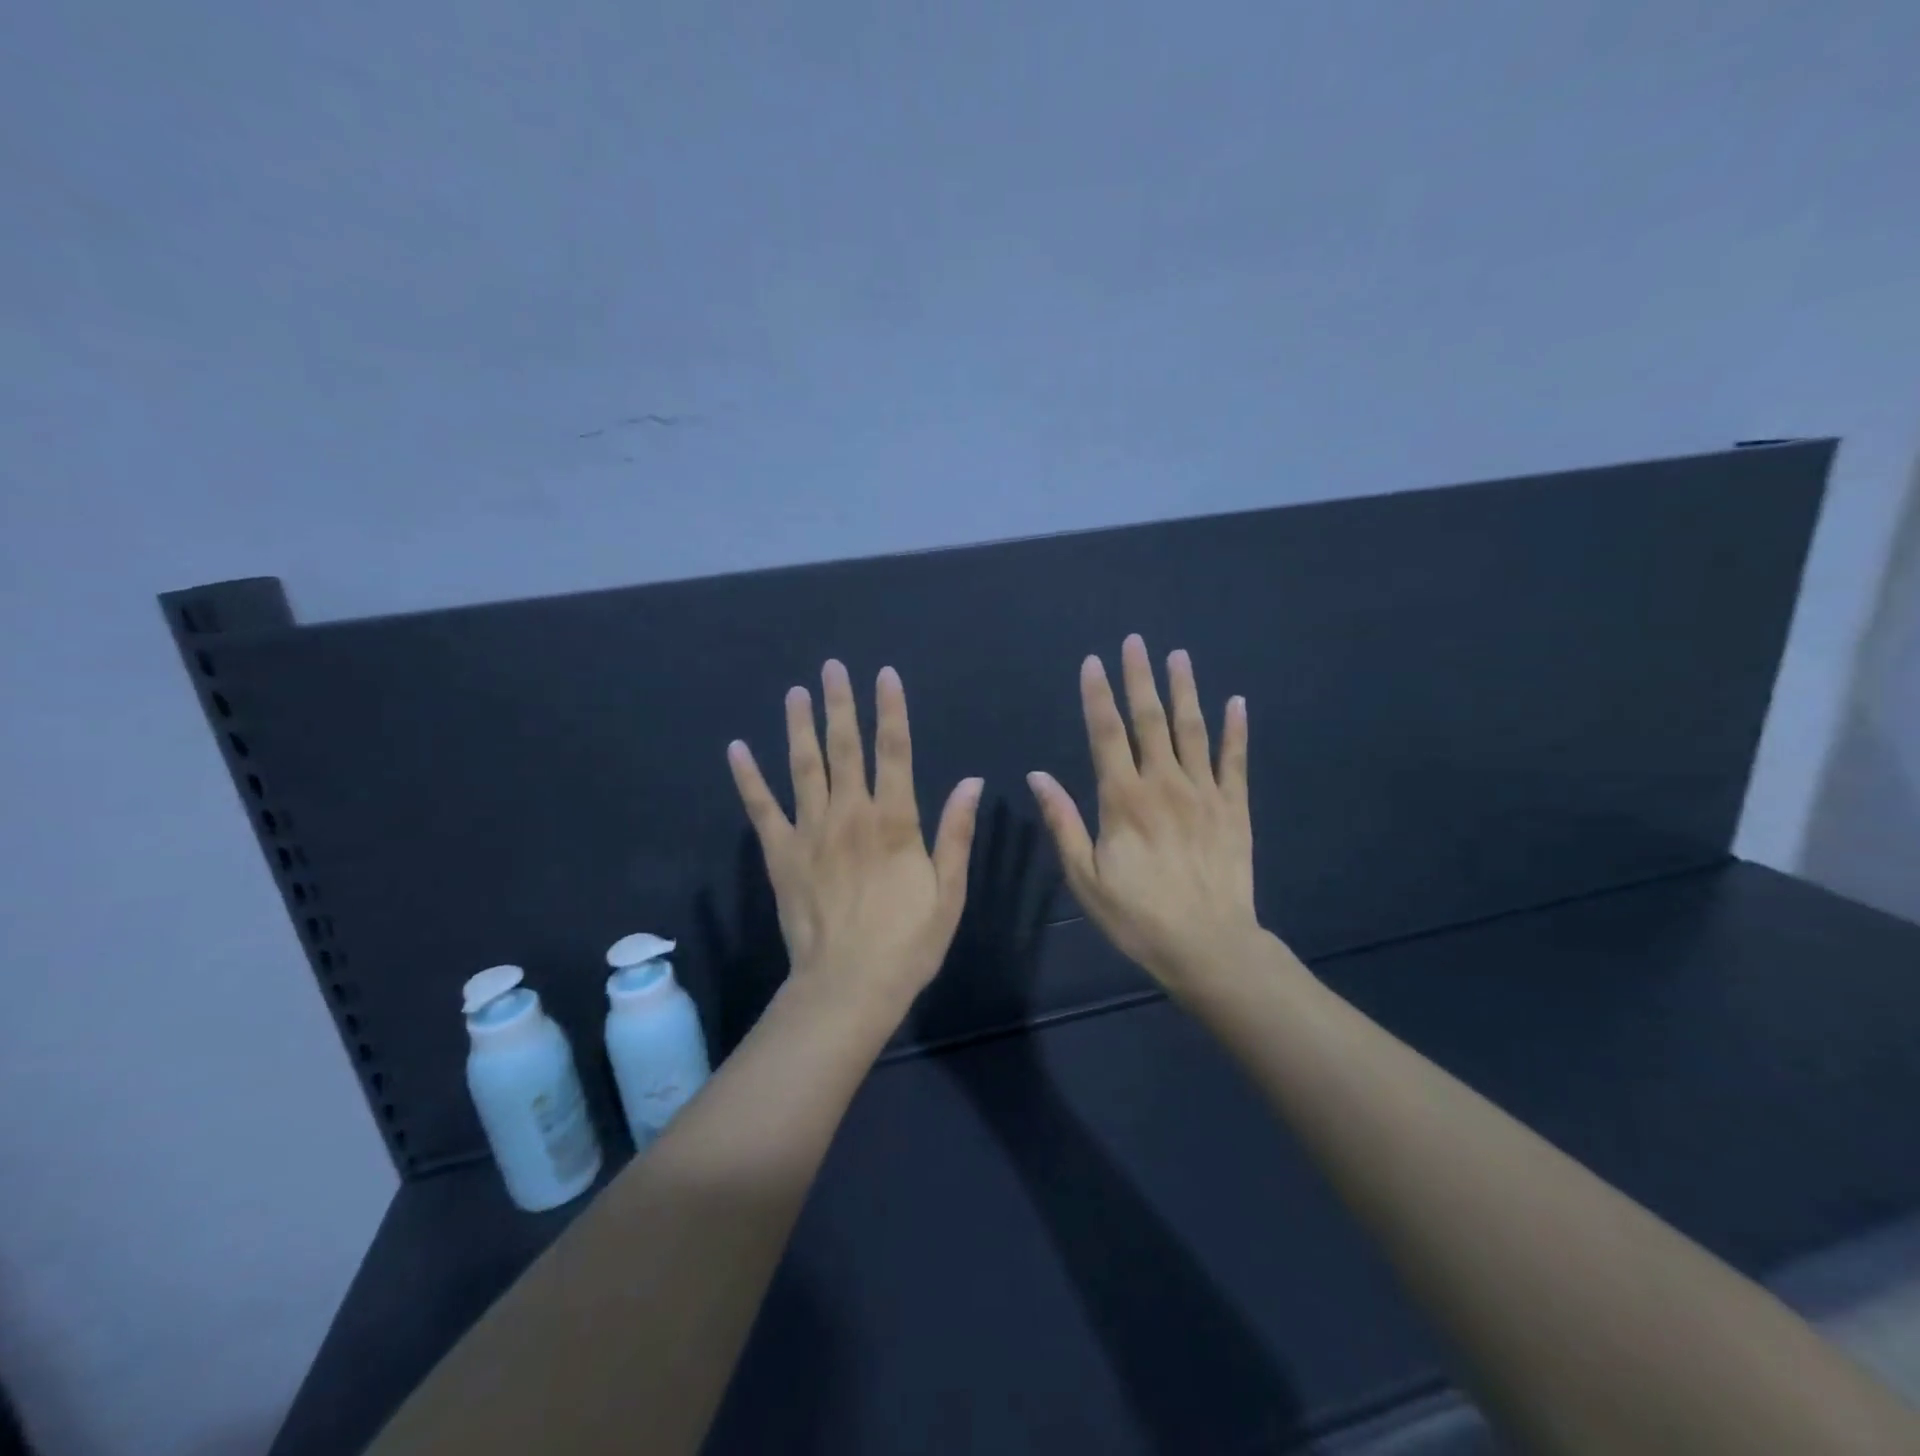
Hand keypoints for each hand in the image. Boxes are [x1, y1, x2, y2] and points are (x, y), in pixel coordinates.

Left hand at [728, 659, 983, 1020]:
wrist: (848, 987)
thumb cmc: (907, 943)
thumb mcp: (948, 892)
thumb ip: (956, 834)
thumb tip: (971, 782)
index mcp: (894, 822)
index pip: (895, 752)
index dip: (891, 710)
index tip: (885, 675)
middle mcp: (850, 815)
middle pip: (845, 748)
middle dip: (840, 704)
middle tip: (832, 668)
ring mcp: (810, 832)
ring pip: (803, 767)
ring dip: (799, 727)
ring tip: (795, 693)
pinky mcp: (781, 855)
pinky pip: (761, 809)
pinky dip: (748, 778)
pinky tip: (737, 749)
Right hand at [1028, 634, 1260, 992]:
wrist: (1207, 946)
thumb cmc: (1137, 916)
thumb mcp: (1085, 876)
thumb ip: (1063, 822)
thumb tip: (1038, 775)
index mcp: (1123, 799)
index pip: (1106, 734)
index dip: (1098, 696)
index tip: (1093, 662)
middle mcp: (1164, 784)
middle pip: (1150, 720)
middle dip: (1140, 678)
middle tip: (1136, 642)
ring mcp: (1204, 792)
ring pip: (1193, 730)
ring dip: (1184, 690)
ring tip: (1178, 656)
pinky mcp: (1234, 808)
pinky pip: (1235, 760)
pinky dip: (1236, 729)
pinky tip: (1235, 701)